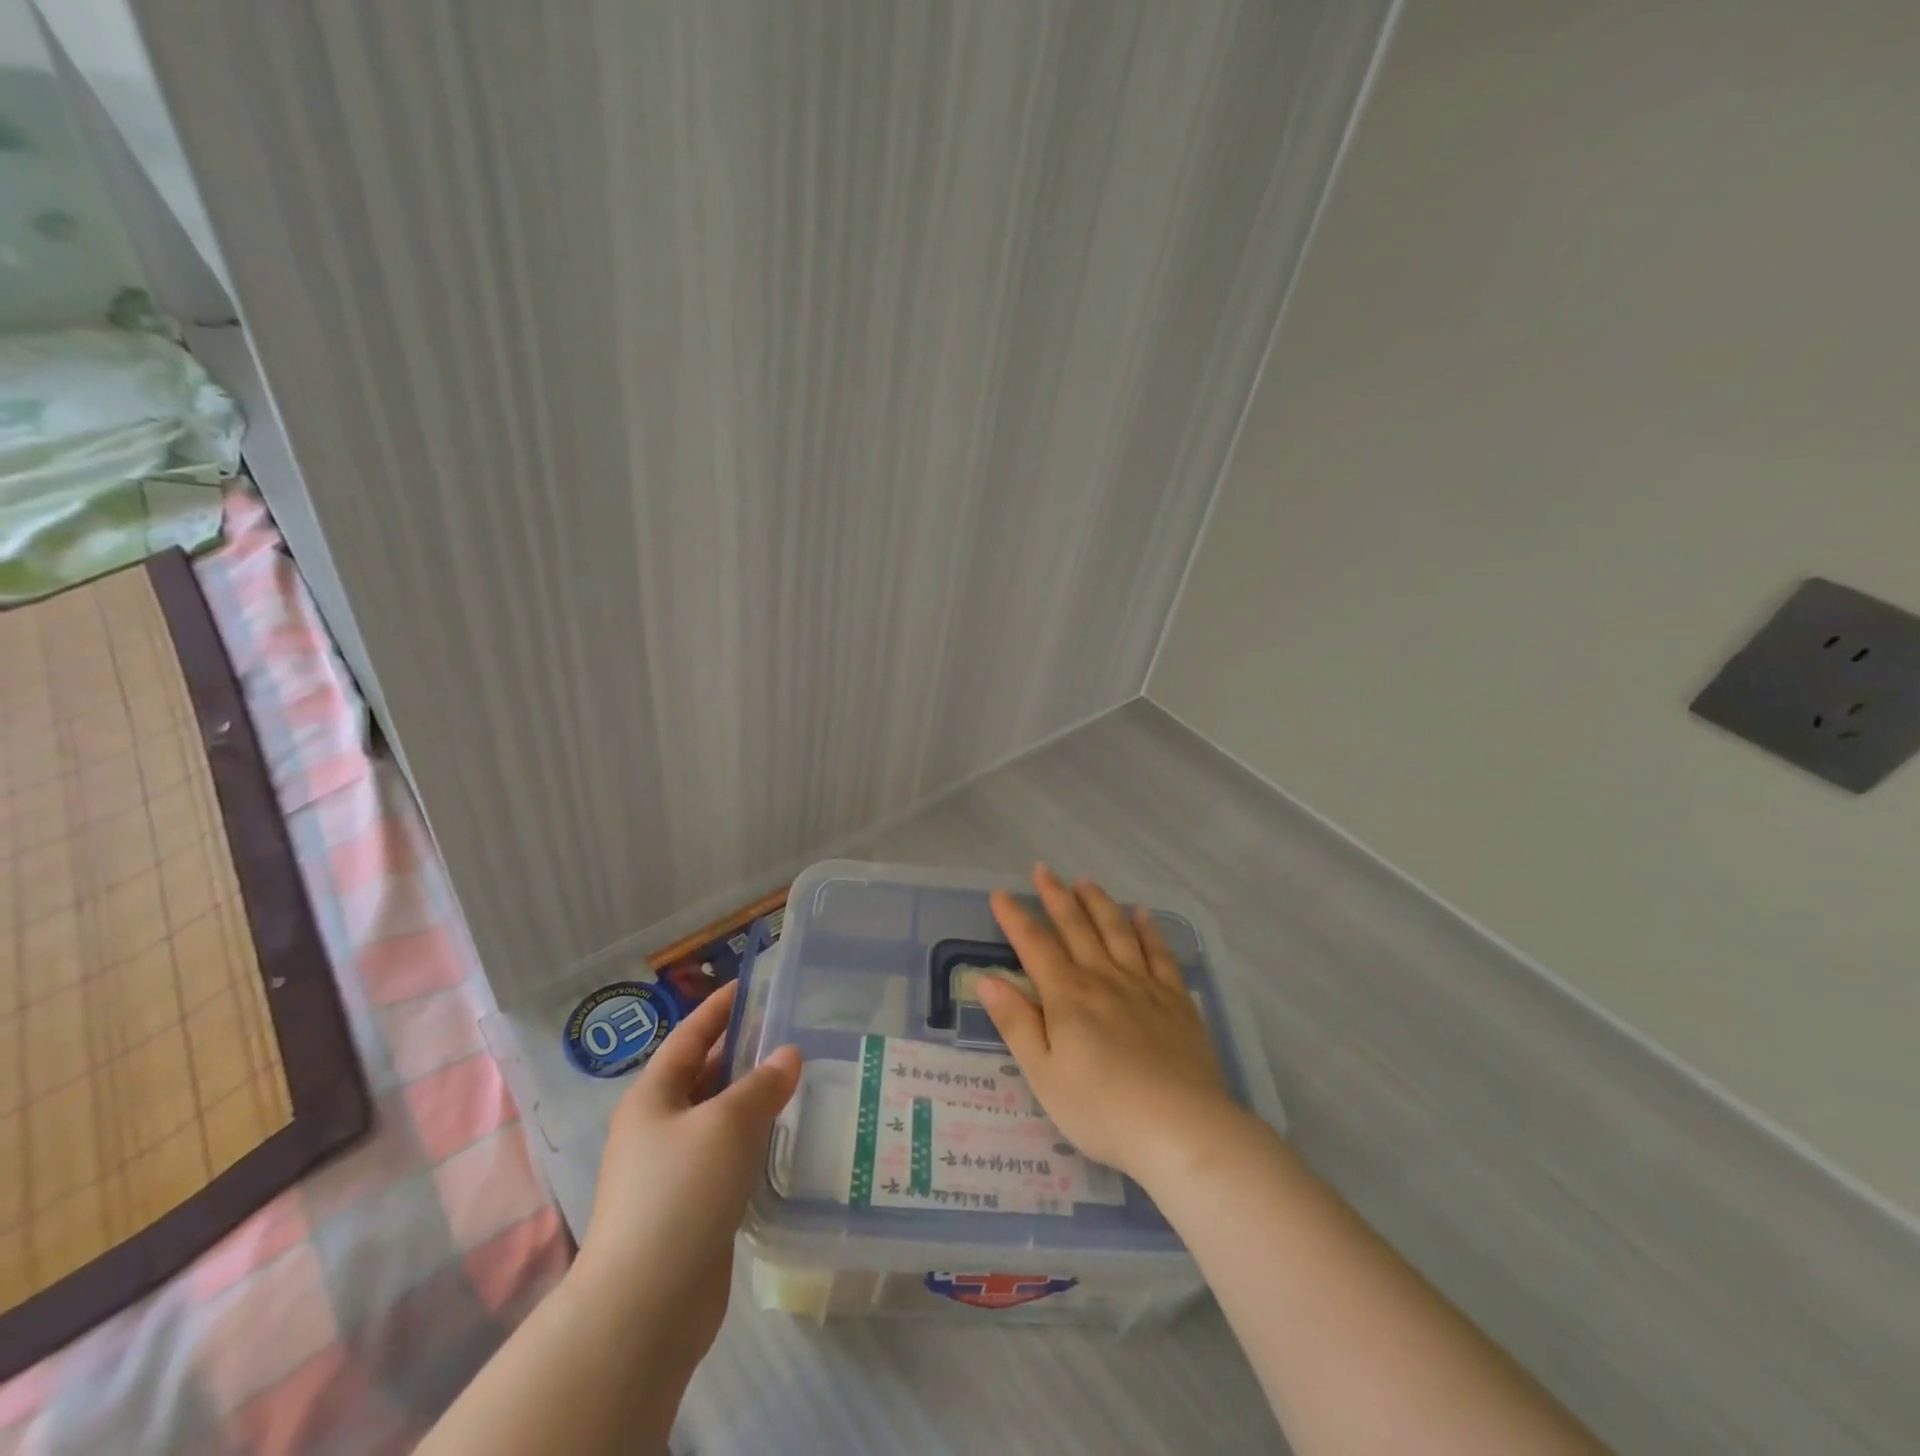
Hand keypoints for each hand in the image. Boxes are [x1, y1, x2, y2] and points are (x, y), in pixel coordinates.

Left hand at [577, 983, 800, 1376]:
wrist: (644, 1307)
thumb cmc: (680, 1194)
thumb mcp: (727, 1124)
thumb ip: (762, 1084)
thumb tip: (788, 1055)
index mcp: (653, 1097)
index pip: (690, 1036)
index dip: (720, 1008)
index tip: (751, 985)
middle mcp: (658, 1127)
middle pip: (704, 1075)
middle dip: (742, 1052)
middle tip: (790, 1031)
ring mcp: (672, 1170)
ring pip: (718, 1118)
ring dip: (752, 1098)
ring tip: (798, 1078)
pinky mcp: (691, 1207)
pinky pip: (726, 1156)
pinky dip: (752, 1140)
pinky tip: (784, 1137)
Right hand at [980, 864, 1246, 1185]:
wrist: (1180, 1129)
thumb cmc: (1101, 1109)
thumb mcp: (1044, 1075)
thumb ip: (1016, 1023)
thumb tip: (987, 979)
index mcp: (1068, 997)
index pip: (1035, 946)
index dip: (1015, 918)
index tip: (1001, 893)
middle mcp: (1104, 979)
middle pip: (1076, 927)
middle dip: (1056, 896)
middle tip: (1043, 870)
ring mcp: (1144, 986)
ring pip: (1117, 931)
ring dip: (1098, 903)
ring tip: (1085, 882)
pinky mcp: (1176, 1000)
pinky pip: (1160, 953)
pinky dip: (1148, 930)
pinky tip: (1142, 914)